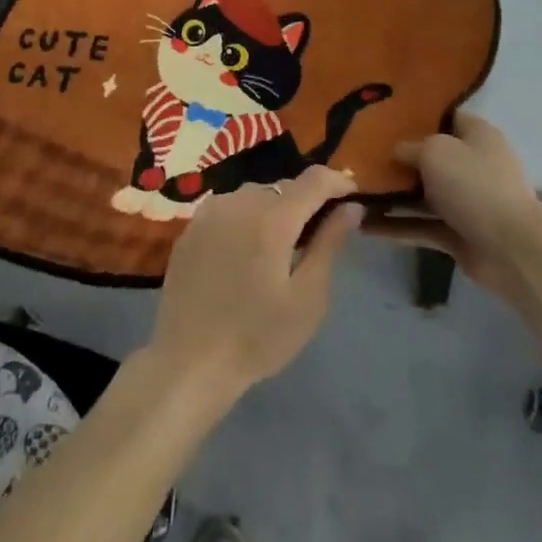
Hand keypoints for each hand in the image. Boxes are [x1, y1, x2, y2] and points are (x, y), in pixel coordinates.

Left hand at [145, 166, 363, 402]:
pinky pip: (229, 208)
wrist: (190, 361)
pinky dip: (246, 218)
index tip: (352, 196)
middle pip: (283, 187)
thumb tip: (351, 207)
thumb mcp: (307, 297)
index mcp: (271, 218)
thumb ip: (329, 243)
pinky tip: (246, 252)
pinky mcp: (191, 226)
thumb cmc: (258, 337)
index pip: (313, 180)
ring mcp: (210, 211)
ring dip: (274, 209)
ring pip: (255, 195)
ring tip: (281, 247)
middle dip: (306, 202)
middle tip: (318, 235)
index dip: (337, 182)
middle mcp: (239, 202)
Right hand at [365, 112, 541, 298]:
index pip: (444, 115)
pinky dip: (395, 227)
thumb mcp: (435, 151)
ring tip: (352, 190)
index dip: (415, 114)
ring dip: (391, 195)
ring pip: (421, 193)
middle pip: (428, 156)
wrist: (511, 249)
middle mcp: (471, 164)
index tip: (381, 114)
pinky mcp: (456, 233)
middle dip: (396, 157)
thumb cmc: (474, 185)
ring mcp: (464, 201)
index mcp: (476, 135)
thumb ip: (409, 147)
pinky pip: (419, 226)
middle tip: (358, 152)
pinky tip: (362, 225)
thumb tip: (395, 151)